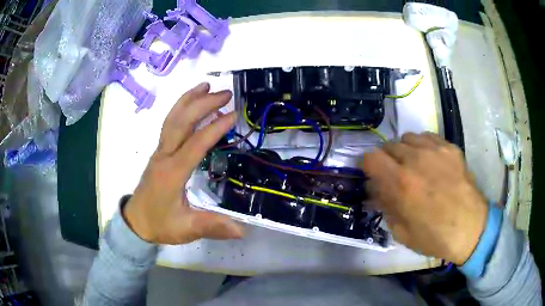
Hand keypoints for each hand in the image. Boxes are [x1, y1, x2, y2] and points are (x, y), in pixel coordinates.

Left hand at [123, 83, 244, 244]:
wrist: (136, 222)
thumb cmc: (160, 224)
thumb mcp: (186, 229)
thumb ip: (213, 227)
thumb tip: (243, 229)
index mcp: (173, 173)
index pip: (195, 144)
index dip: (215, 128)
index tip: (233, 115)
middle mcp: (164, 156)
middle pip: (181, 122)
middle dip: (202, 104)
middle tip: (225, 93)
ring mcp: (159, 151)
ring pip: (172, 119)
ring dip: (189, 100)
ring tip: (206, 86)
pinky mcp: (159, 152)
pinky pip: (169, 124)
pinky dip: (180, 109)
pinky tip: (190, 103)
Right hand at [361, 132, 486, 264]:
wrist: (471, 229)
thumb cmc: (434, 237)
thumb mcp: (401, 232)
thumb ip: (385, 206)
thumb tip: (375, 190)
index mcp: (400, 183)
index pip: (370, 157)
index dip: (367, 166)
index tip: (372, 176)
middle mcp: (415, 159)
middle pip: (388, 145)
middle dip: (386, 160)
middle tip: (395, 175)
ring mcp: (435, 150)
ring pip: (407, 137)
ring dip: (404, 151)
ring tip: (414, 165)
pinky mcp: (450, 148)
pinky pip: (427, 137)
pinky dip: (422, 146)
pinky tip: (430, 161)